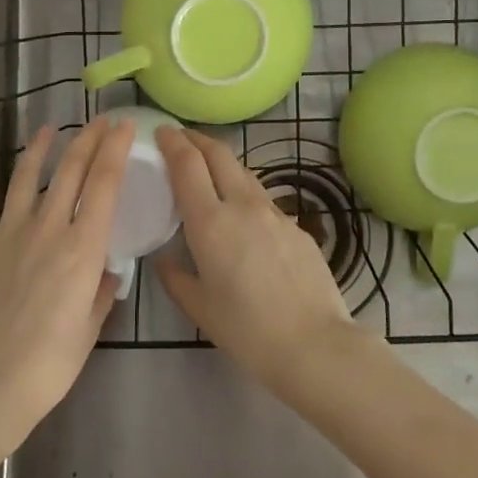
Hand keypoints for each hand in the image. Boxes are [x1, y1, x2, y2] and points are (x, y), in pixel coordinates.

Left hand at [0, 116, 133, 454]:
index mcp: (83, 248)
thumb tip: (108, 272)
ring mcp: (10, 231)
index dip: (116, 149)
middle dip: (90, 139)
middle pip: (72, 170)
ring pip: (28, 174)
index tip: (125, 126)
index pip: (105, 183)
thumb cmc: (50, 364)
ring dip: (42, 145)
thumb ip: (102, 293)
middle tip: (101, 121)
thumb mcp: (91, 329)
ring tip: (53, 127)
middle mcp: (49, 228)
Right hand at [154, 127, 358, 398]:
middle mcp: (243, 206)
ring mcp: (275, 213)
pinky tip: (243, 216)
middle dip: (197, 139)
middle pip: (219, 153)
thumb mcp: (200, 308)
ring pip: (244, 172)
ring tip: (208, 171)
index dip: (173, 142)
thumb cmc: (248, 331)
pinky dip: (244, 193)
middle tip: (180, 138)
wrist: (316, 345)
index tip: (161, 132)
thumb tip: (164, 260)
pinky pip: (264, 199)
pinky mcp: (297, 226)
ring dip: (222, 162)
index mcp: (211, 223)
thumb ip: (176, 278)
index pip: (188, 165)